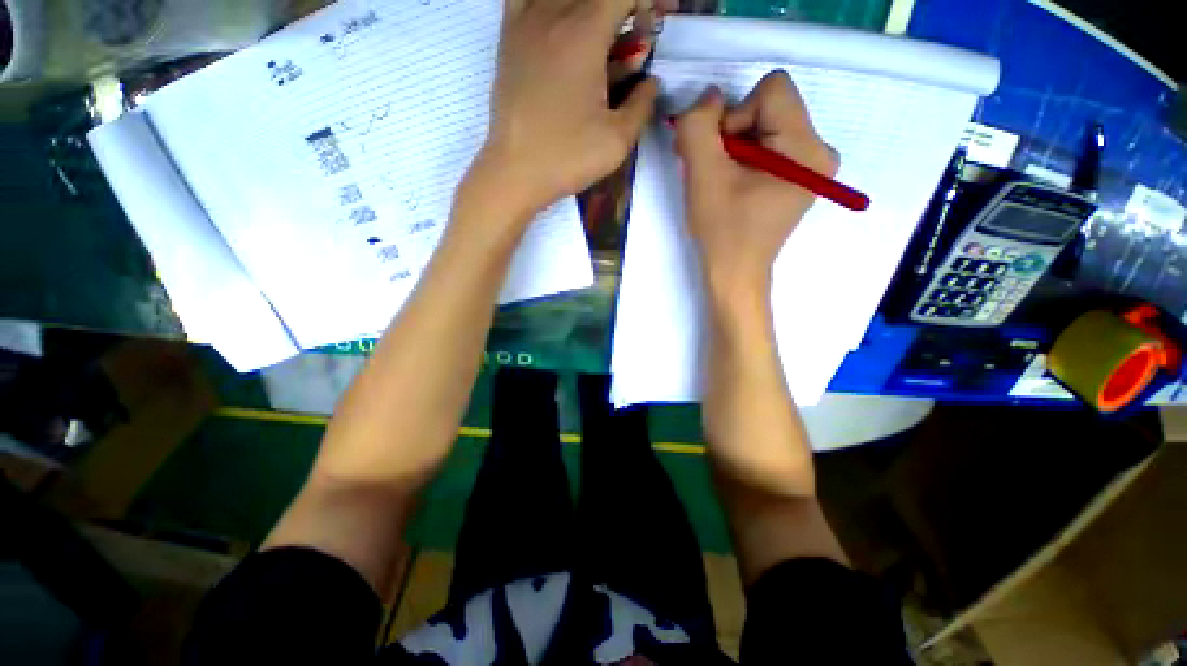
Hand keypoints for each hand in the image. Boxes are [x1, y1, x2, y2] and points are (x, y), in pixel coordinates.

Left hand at [470, 0, 658, 219]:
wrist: (516, 172)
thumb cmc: (567, 158)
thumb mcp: (617, 141)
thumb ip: (642, 105)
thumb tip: (650, 83)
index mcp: (584, 35)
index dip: (646, 3)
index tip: (651, 31)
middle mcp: (552, 15)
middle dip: (621, 8)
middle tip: (632, 37)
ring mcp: (524, 23)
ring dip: (587, 8)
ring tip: (599, 37)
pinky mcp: (507, 39)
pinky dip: (547, 4)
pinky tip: (558, 22)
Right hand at [675, 71, 837, 297]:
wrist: (735, 273)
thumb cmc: (722, 230)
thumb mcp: (702, 175)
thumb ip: (698, 126)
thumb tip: (711, 96)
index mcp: (807, 149)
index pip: (772, 89)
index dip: (735, 116)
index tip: (721, 156)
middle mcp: (821, 151)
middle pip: (770, 107)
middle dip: (732, 133)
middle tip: (712, 170)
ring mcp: (813, 165)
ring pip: (766, 125)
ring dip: (733, 147)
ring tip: (719, 180)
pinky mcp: (800, 177)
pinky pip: (769, 145)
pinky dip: (743, 158)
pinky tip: (731, 183)